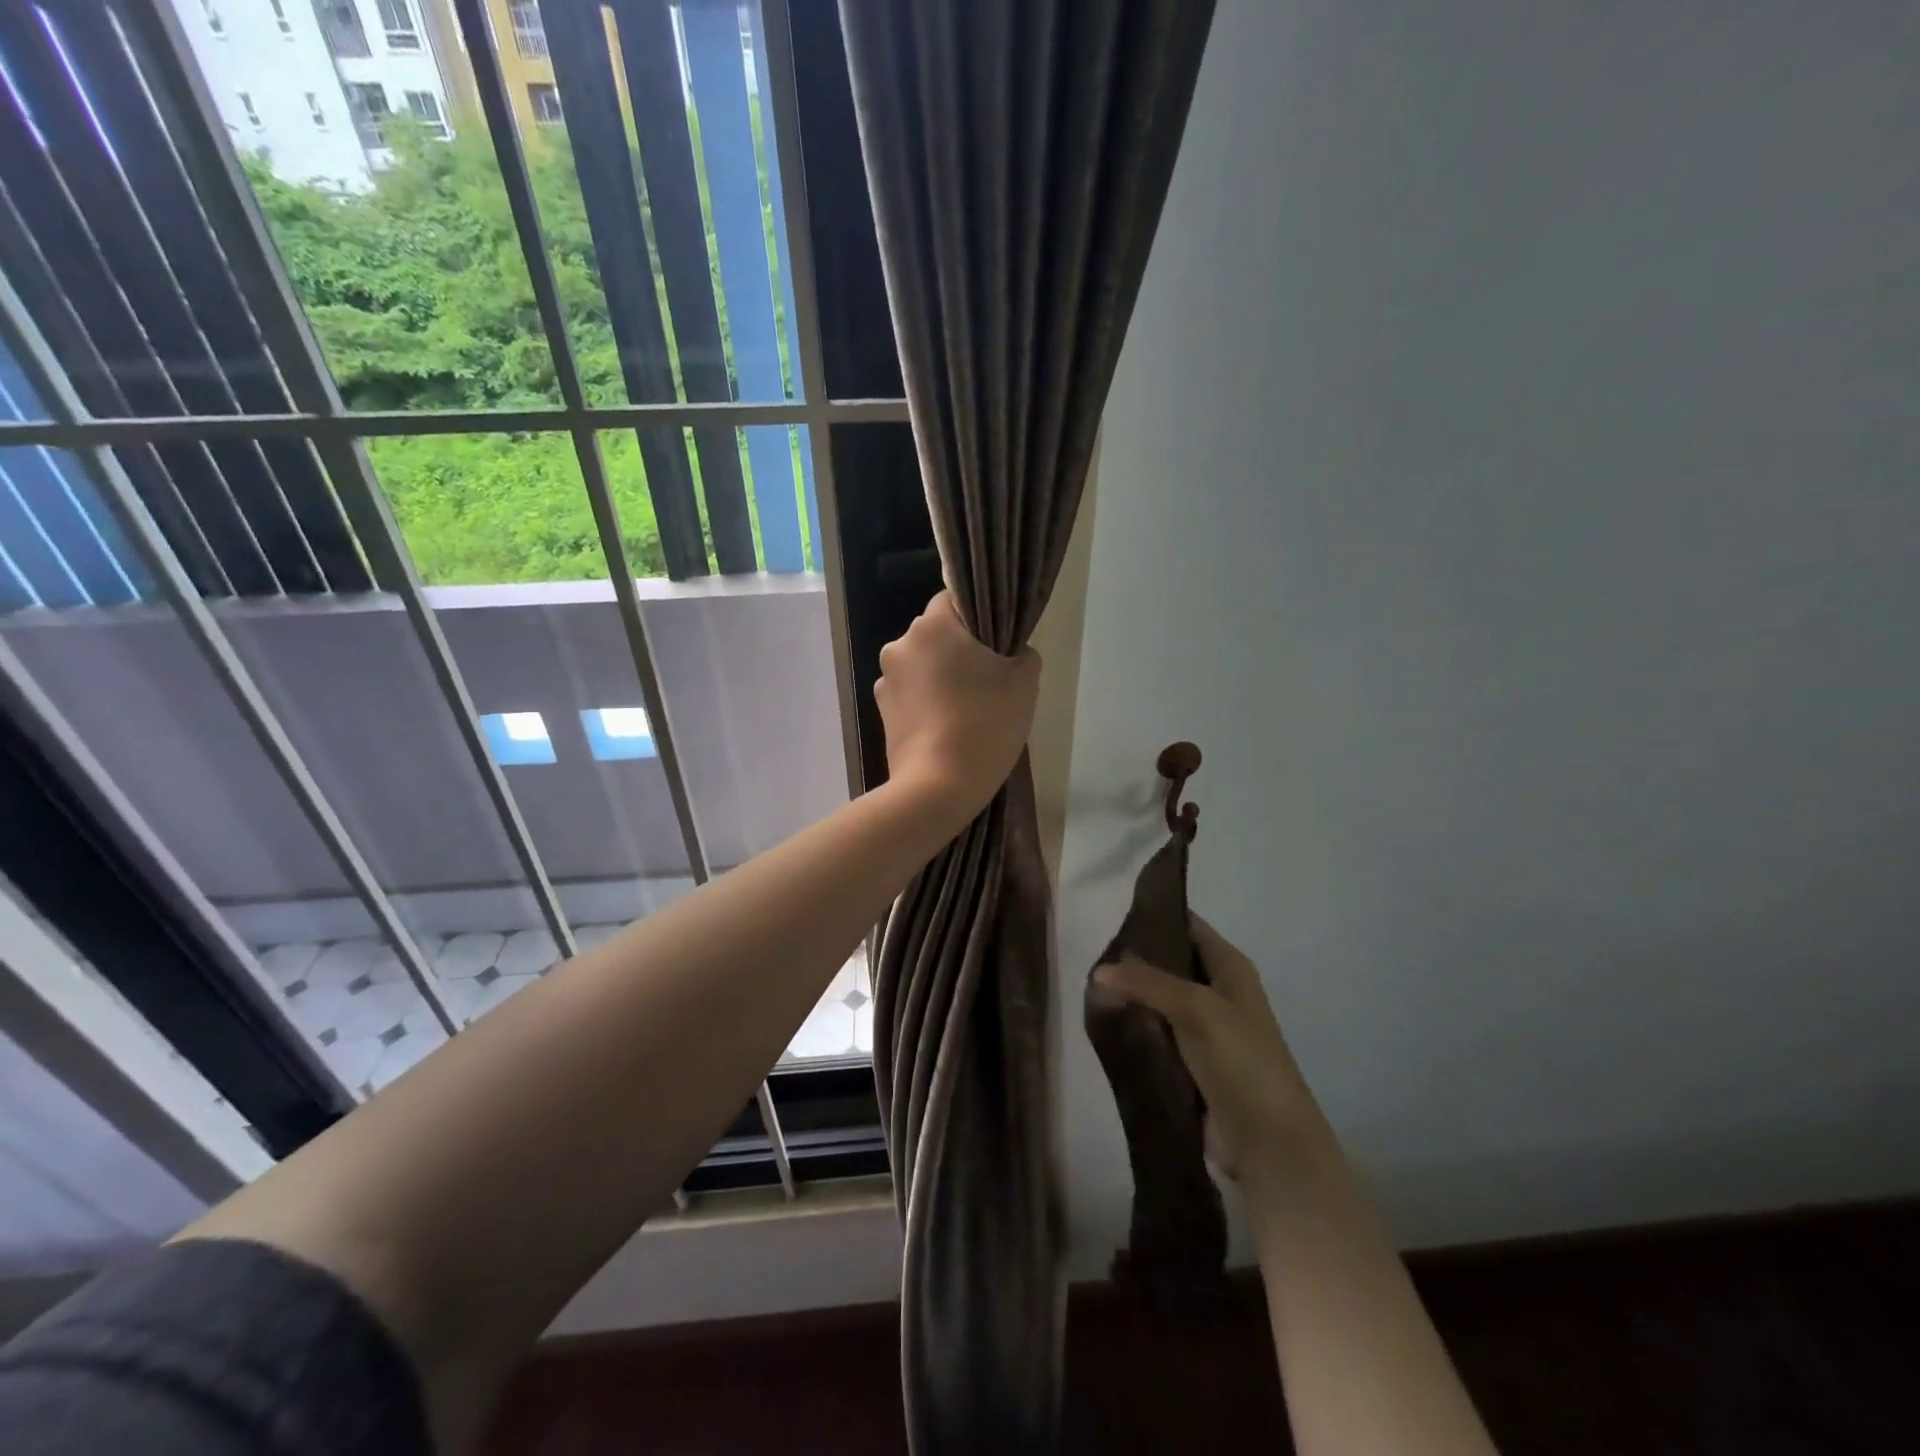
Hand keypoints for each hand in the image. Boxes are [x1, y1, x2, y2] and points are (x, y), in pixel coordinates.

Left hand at [875, 591, 1040, 818]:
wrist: (938, 786)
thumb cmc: (985, 723)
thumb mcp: (1025, 681)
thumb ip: (1021, 653)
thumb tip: (1010, 653)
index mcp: (932, 625)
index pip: (954, 600)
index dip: (978, 618)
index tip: (996, 643)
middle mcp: (900, 644)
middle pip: (936, 634)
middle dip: (959, 649)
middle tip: (988, 680)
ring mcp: (885, 680)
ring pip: (922, 666)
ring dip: (940, 677)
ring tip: (966, 709)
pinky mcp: (881, 712)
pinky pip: (911, 694)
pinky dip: (927, 702)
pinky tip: (946, 726)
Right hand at [1093, 917, 1335, 1198]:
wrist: (1269, 1143)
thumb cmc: (1242, 1061)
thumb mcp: (1196, 1008)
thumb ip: (1146, 983)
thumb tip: (1098, 971)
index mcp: (1230, 967)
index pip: (1187, 925)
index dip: (1154, 917)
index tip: (1111, 916)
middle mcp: (1218, 991)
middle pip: (1169, 962)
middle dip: (1133, 960)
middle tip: (1091, 958)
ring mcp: (1205, 1029)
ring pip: (1159, 1000)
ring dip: (1131, 997)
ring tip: (1090, 990)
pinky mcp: (1191, 1062)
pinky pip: (1156, 1034)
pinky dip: (1135, 1028)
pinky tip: (1104, 1024)